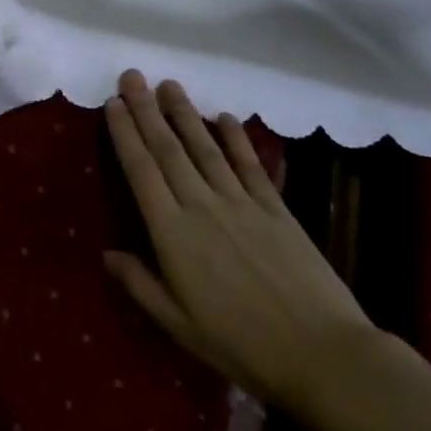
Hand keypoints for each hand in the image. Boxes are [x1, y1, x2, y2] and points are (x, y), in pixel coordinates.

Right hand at [102, 70, 374, 419]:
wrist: (322, 354)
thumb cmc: (241, 344)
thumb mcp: (178, 325)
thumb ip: (140, 284)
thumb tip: (108, 252)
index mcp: (172, 233)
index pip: (141, 170)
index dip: (125, 133)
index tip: (113, 103)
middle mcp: (202, 206)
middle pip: (168, 149)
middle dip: (146, 109)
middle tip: (132, 76)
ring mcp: (241, 203)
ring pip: (204, 148)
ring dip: (184, 113)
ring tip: (168, 85)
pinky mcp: (275, 209)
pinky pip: (250, 165)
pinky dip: (236, 139)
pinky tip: (224, 117)